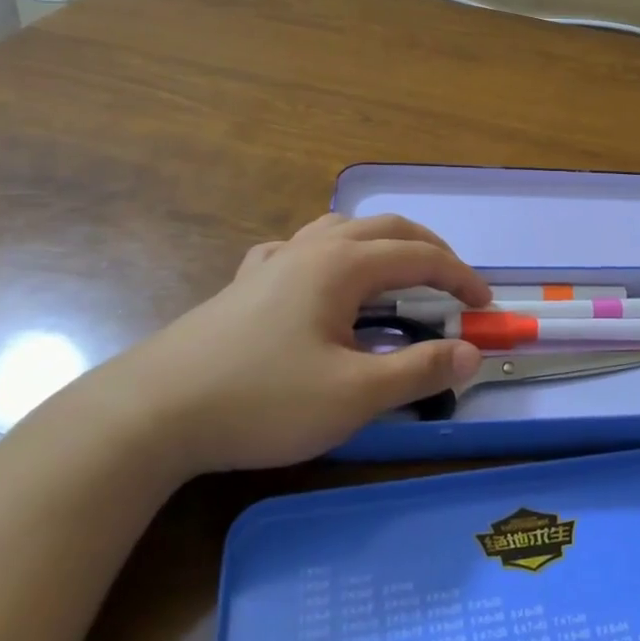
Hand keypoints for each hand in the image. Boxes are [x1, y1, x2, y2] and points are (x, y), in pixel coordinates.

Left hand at [105, 213, 490, 475]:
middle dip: (430, 249)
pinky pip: (300, 249)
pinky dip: (330, 254)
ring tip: (397, 273)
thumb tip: (472, 354)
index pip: (421, 257)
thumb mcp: (354, 395)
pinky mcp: (245, 283)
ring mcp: (274, 262)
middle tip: (454, 283)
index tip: (485, 307)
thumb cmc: (263, 400)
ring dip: (382, 244)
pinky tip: (320, 280)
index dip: (461, 278)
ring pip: (342, 229)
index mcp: (343, 265)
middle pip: (386, 228)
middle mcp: (312, 249)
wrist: (154, 412)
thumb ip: (419, 371)